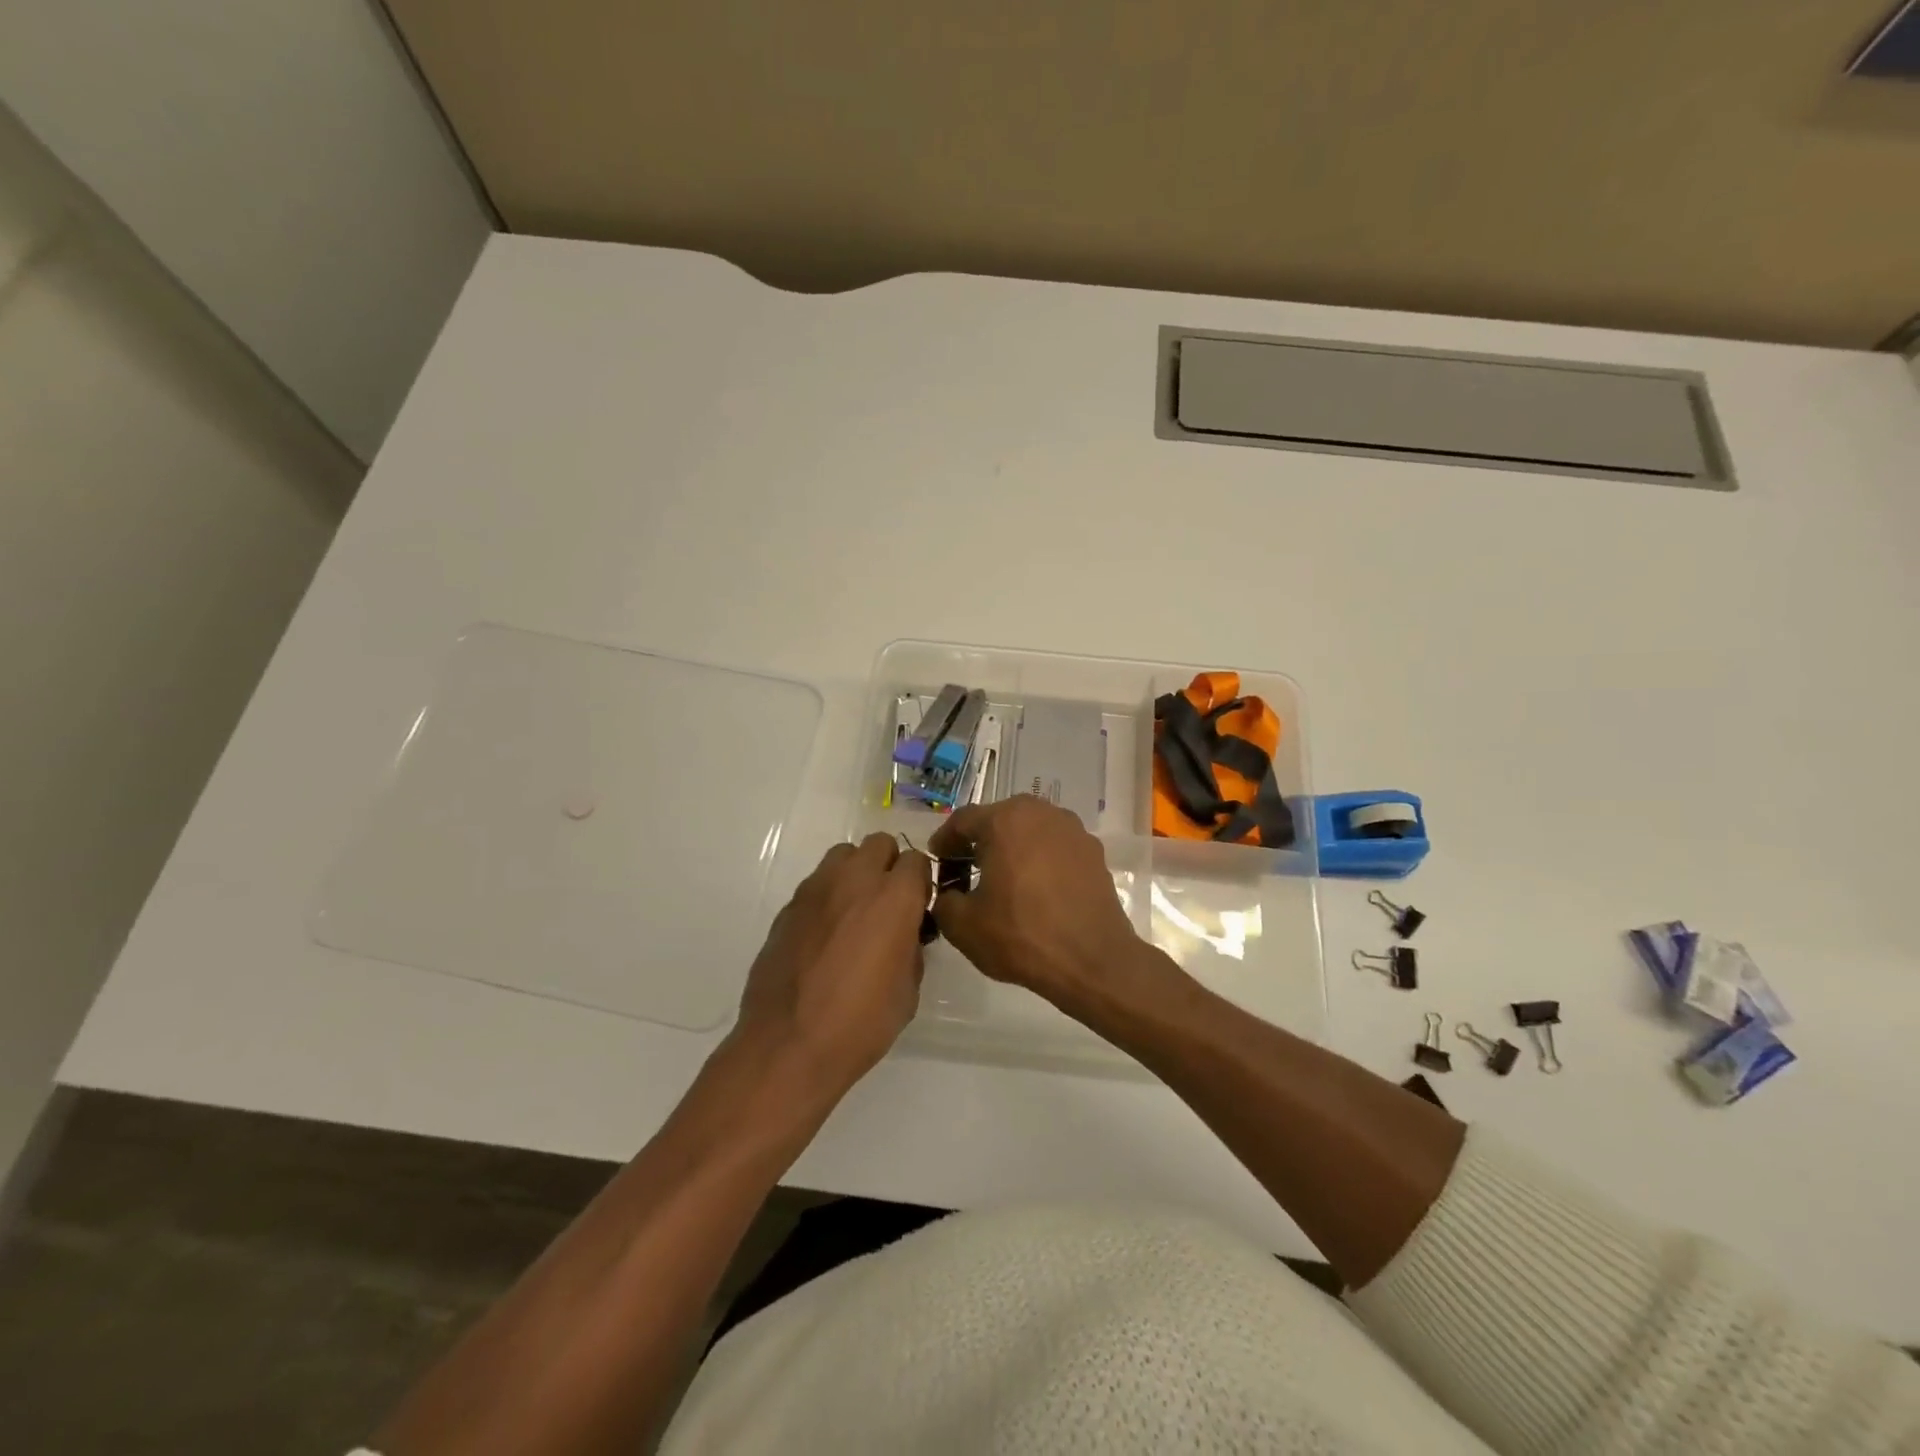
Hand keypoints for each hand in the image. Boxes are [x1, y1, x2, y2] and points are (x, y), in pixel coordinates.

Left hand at [733, 833, 930, 1093]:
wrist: (789, 1045)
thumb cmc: (861, 1023)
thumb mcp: (908, 990)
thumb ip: (911, 948)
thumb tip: (903, 935)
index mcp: (894, 898)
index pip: (917, 860)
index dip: (920, 883)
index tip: (918, 908)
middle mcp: (855, 881)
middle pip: (879, 844)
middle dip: (889, 866)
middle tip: (888, 904)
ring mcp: (816, 890)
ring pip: (843, 855)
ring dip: (855, 873)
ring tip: (854, 912)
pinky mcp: (788, 907)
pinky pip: (816, 885)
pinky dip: (827, 898)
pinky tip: (824, 936)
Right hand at [930, 797, 1156, 1016]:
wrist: (1093, 960)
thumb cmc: (1021, 935)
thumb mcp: (962, 925)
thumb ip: (943, 900)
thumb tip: (950, 893)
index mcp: (1005, 820)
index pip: (962, 820)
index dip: (944, 841)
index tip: (937, 862)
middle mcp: (1041, 813)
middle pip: (999, 819)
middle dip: (979, 842)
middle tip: (965, 871)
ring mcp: (1073, 830)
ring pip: (1030, 831)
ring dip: (1011, 849)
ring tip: (1002, 881)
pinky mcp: (1094, 852)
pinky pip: (1055, 847)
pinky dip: (1039, 861)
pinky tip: (1035, 891)